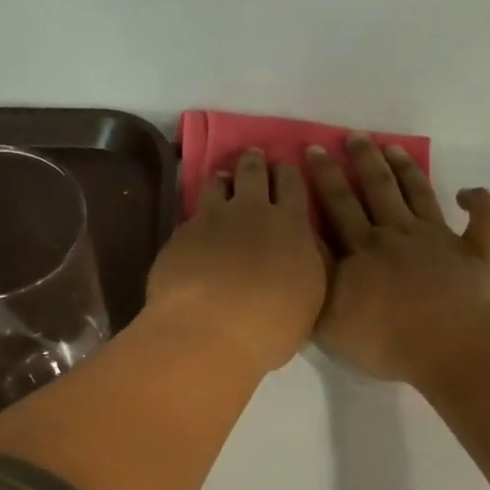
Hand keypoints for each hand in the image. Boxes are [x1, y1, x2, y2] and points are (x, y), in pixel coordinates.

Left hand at [146, 149, 327, 374]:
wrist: (209, 332)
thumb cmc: (270, 326)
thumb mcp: (308, 298)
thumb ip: (304, 265)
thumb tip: (299, 251)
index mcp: (292, 226)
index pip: (293, 184)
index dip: (289, 173)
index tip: (286, 169)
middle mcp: (252, 211)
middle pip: (253, 172)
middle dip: (255, 162)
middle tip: (254, 157)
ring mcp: (212, 219)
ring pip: (218, 183)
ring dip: (223, 179)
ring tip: (222, 181)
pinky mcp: (181, 235)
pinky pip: (192, 214)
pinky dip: (198, 215)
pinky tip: (197, 228)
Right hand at [308, 135, 489, 384]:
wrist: (451, 346)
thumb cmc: (386, 340)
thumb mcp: (329, 318)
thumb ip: (317, 278)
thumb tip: (306, 242)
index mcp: (363, 248)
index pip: (337, 205)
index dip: (324, 177)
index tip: (314, 149)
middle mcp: (398, 233)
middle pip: (377, 189)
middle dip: (362, 160)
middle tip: (354, 135)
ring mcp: (439, 239)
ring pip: (419, 194)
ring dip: (406, 169)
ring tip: (393, 147)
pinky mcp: (474, 253)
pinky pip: (480, 220)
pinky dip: (478, 202)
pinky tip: (468, 192)